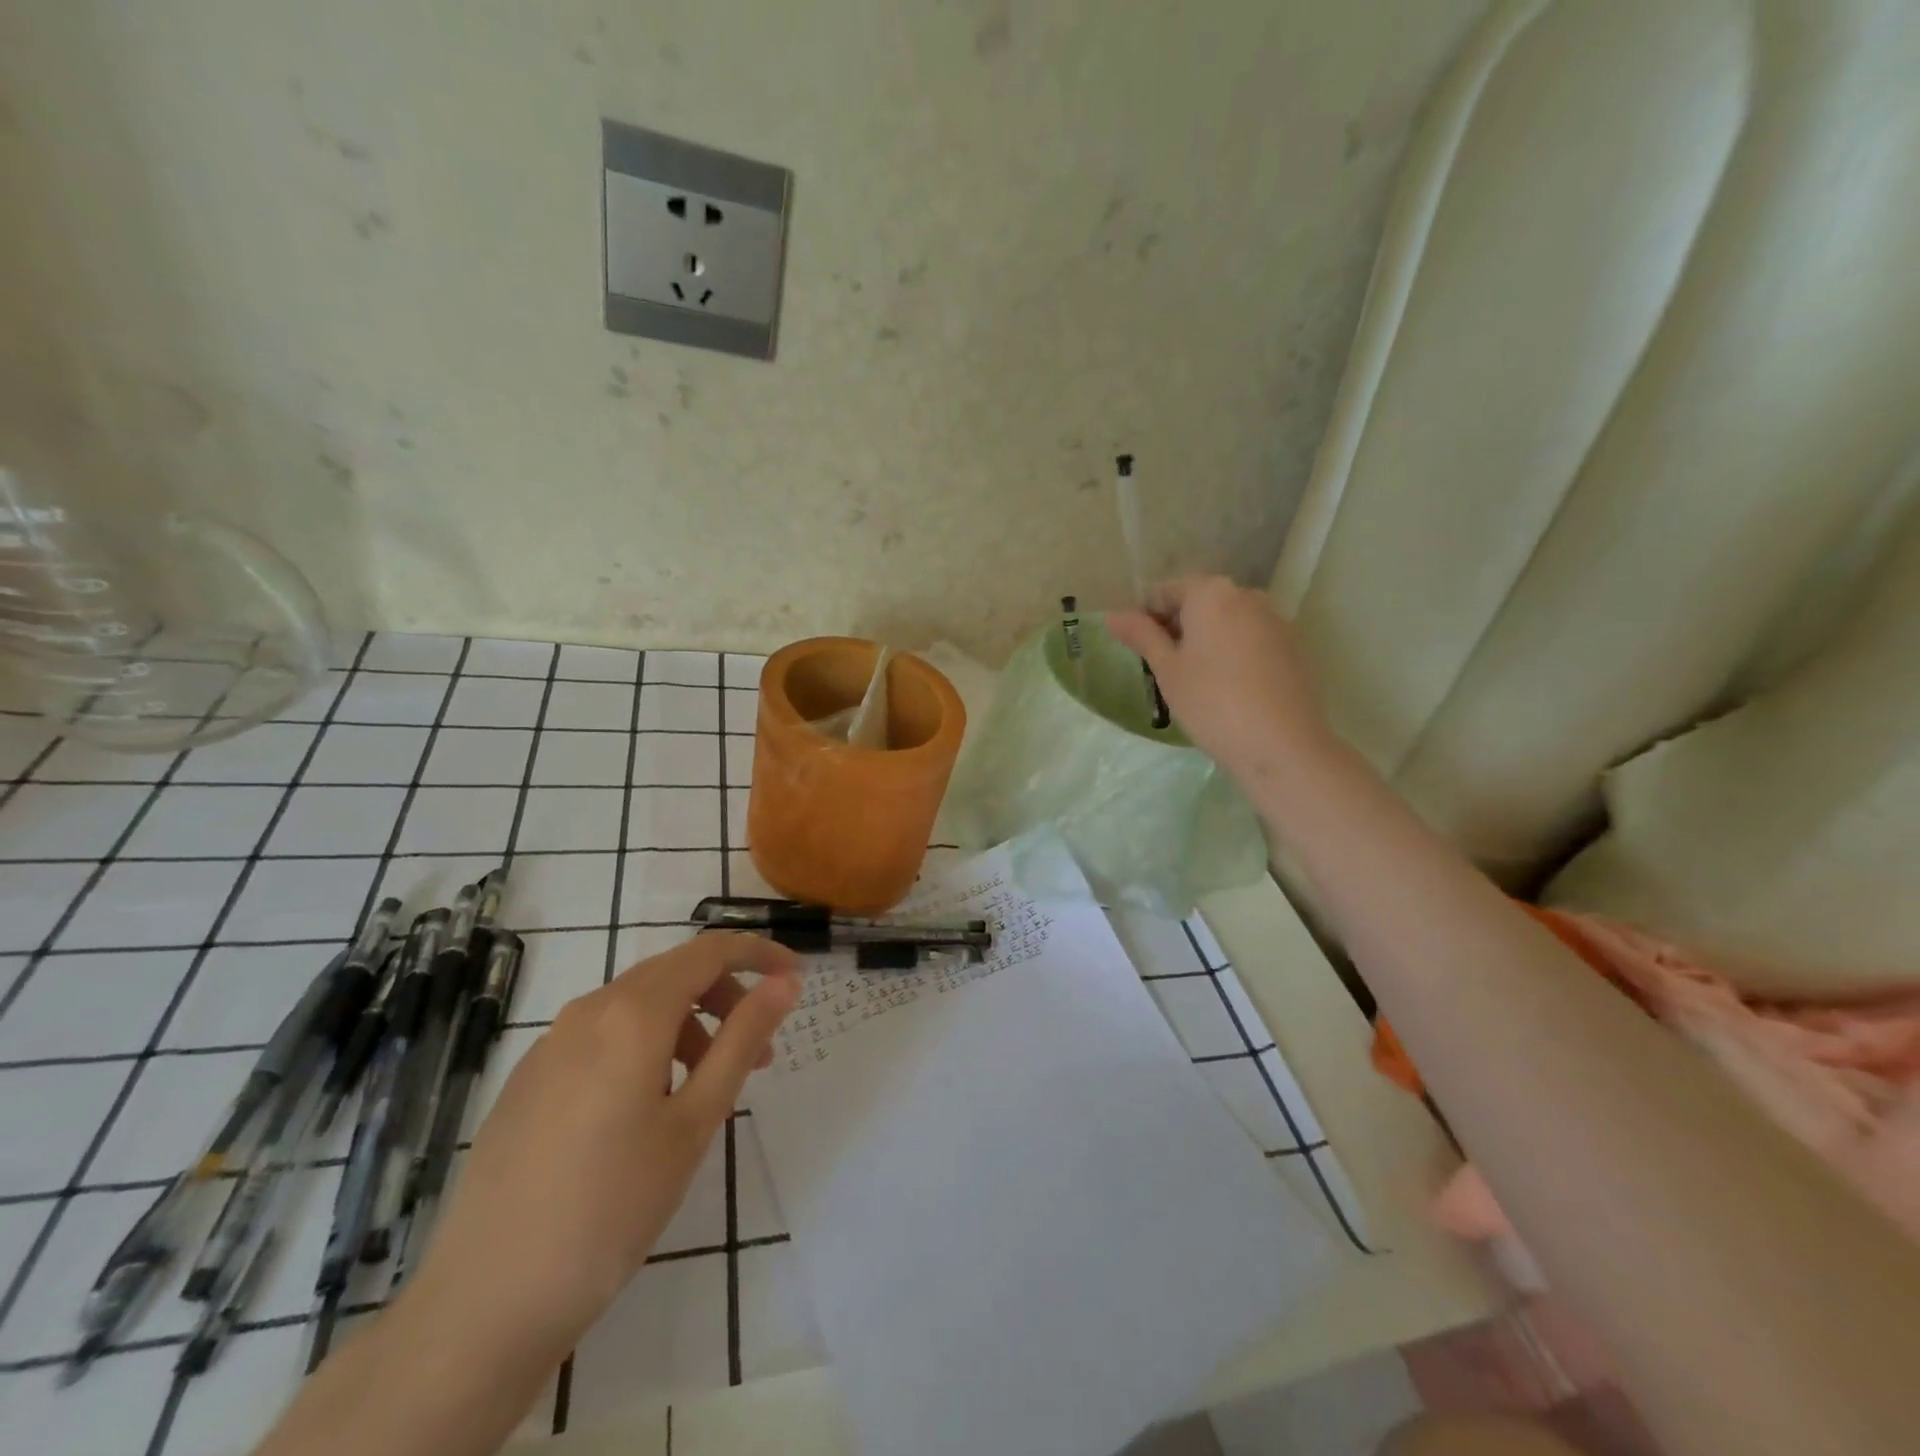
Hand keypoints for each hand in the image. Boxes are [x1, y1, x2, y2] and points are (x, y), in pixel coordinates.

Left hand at [399, 933, 802, 1365]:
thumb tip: (784, 982)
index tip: (795, 977)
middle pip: (674, 973)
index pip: (709, 951)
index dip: (758, 953)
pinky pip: (602, 1035)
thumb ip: (742, 1039)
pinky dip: (646, 1045)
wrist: (486, 1301)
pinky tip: (649, 1108)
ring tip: (708, 1087)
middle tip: (761, 1049)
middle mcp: (589, 1011)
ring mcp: (550, 1044)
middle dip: (726, 995)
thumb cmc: (613, 1206)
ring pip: (637, 1005)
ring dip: (688, 1024)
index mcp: (633, 1014)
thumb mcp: (695, 1120)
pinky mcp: (529, 1078)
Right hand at [1106, 575, 1333, 787]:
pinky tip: (1226, 688)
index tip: (1138, 652)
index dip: (1145, 618)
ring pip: (1226, 621)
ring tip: (1194, 681)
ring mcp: (1275, 620)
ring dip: (1204, 640)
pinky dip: (1232, 653)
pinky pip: (1250, 639)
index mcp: (1212, 593)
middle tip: (1162, 669)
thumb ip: (1141, 635)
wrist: (1281, 747)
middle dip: (1177, 628)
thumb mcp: (1167, 669)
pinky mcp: (1293, 646)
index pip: (1165, 591)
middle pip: (1199, 602)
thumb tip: (1113, 615)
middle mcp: (1247, 595)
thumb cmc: (1212, 703)